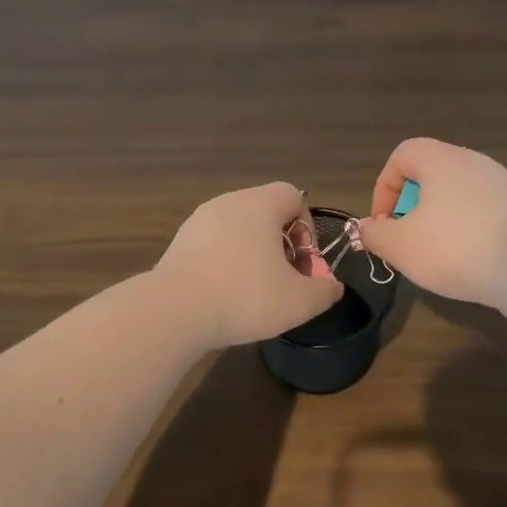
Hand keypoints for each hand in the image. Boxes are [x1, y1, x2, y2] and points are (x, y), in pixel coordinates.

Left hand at [154, 182, 342, 347]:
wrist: (175, 311)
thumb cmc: (245, 296)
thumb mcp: (299, 301)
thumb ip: (324, 290)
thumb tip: (331, 286)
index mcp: (259, 204)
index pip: (293, 195)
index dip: (307, 228)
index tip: (303, 263)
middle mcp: (227, 202)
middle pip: (265, 213)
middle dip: (281, 245)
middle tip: (283, 280)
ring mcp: (198, 221)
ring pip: (238, 230)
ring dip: (253, 255)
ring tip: (254, 292)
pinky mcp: (179, 243)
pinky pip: (213, 246)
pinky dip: (225, 264)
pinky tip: (224, 295)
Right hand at [357, 138, 506, 321]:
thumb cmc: (455, 248)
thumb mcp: (400, 246)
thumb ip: (375, 234)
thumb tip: (367, 228)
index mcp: (442, 160)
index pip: (402, 155)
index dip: (384, 187)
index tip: (383, 222)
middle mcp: (473, 163)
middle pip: (429, 175)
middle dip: (410, 208)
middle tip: (406, 240)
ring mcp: (501, 186)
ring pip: (455, 197)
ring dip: (437, 222)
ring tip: (434, 255)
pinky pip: (480, 214)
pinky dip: (465, 232)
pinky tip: (466, 262)